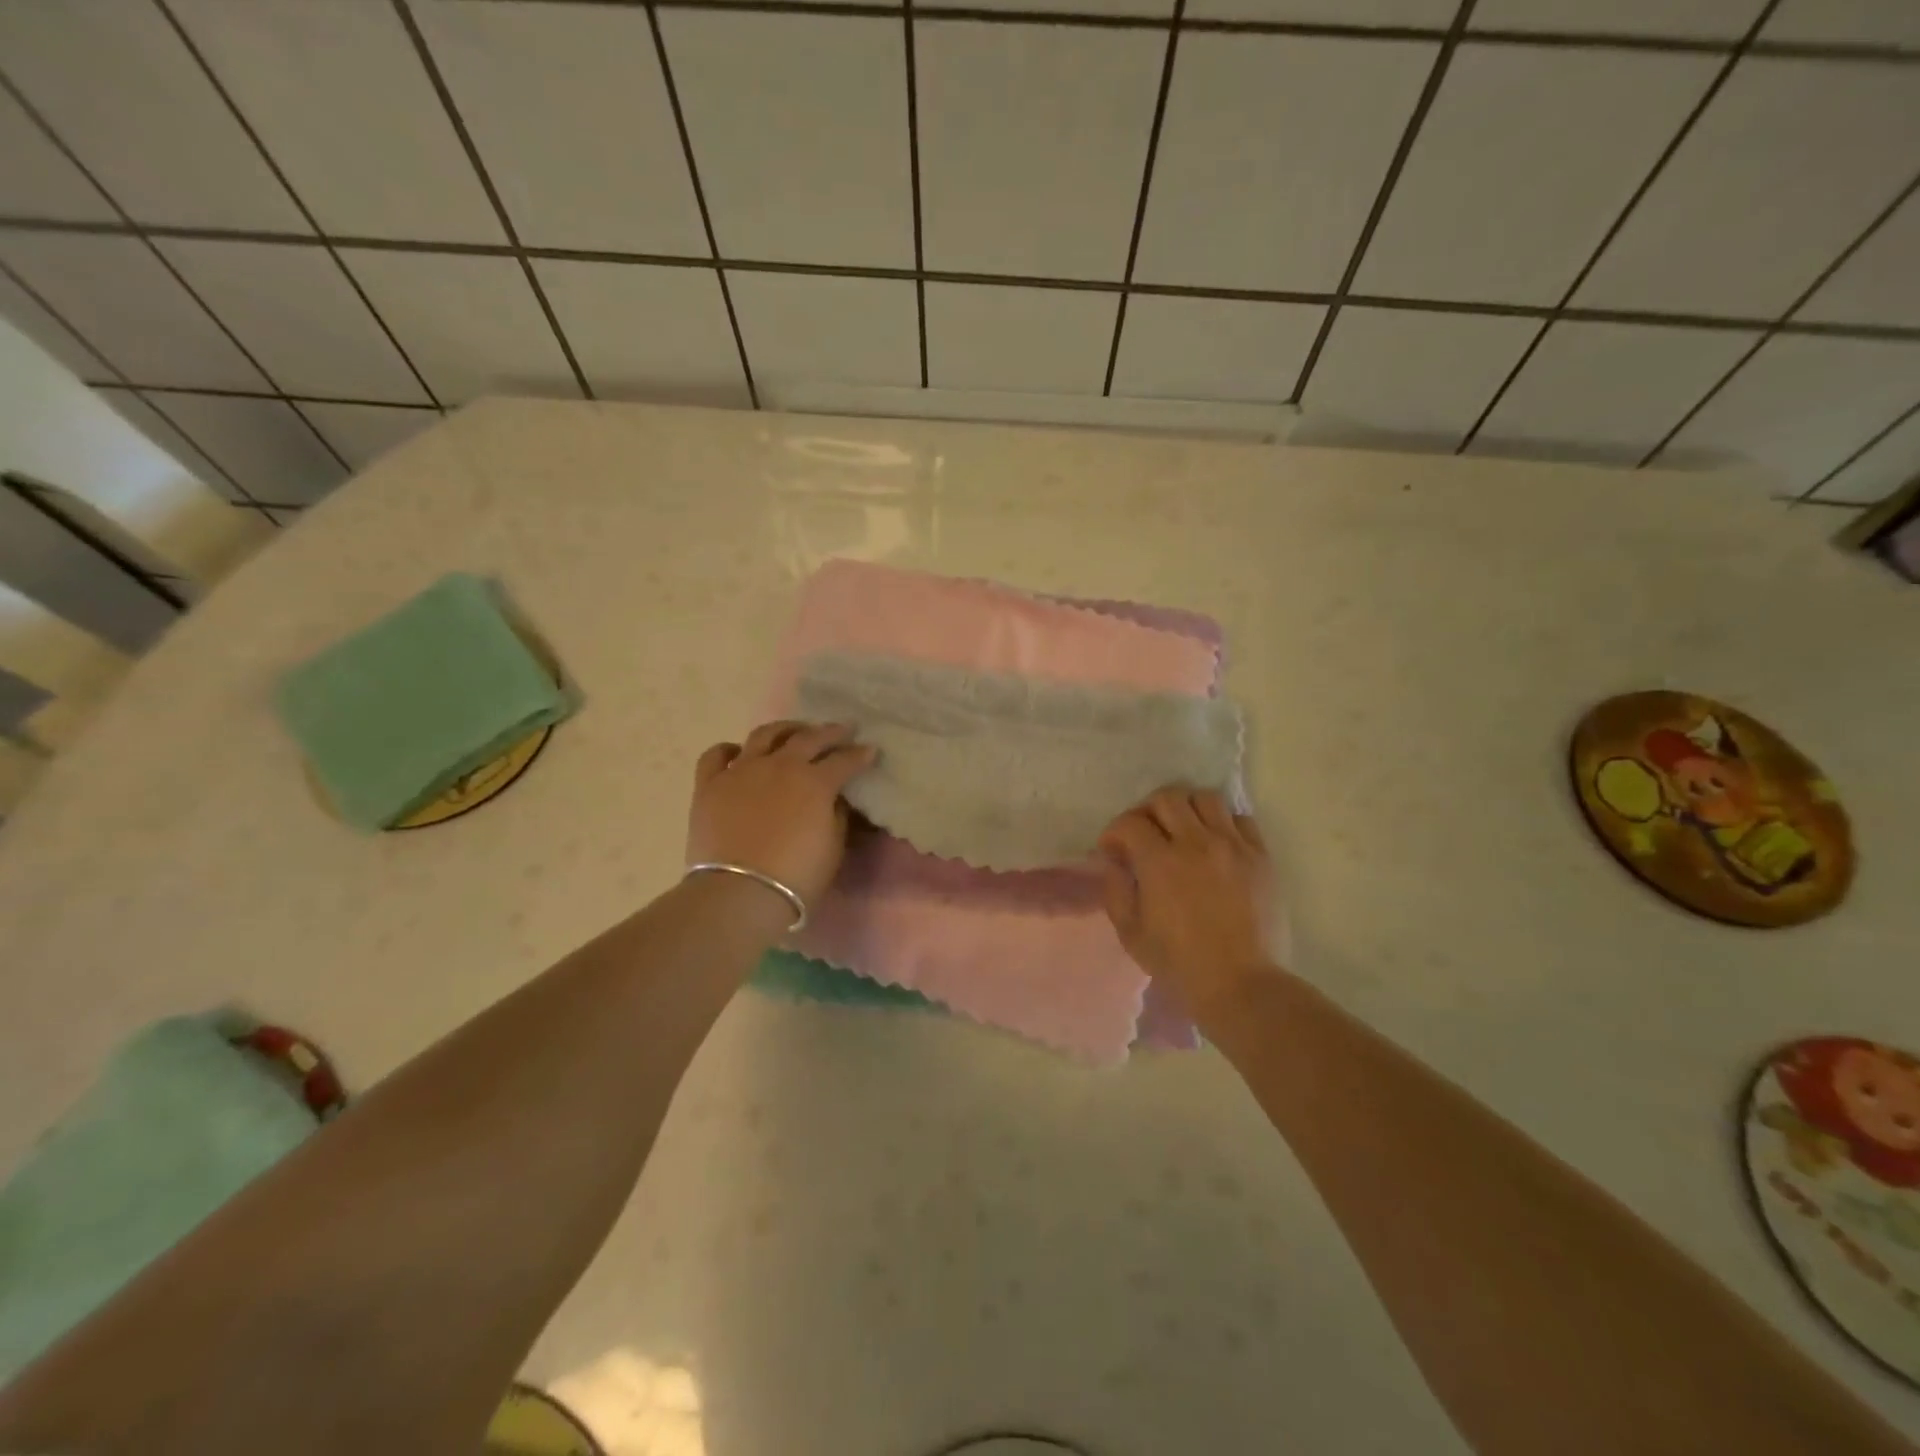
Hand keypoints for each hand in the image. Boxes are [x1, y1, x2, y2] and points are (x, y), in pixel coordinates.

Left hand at [685, 721, 876, 910]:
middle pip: (809, 738)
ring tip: (794, 732)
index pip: (844, 760)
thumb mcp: (833, 847)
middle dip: (830, 732)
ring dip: (785, 729)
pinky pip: (716, 755)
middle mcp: (780, 765)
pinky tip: (739, 753)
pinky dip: (730, 750)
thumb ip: (837, 815)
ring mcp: (742, 770)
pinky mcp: (710, 784)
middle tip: (843, 730)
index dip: (860, 755)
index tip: (870, 750)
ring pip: (765, 735)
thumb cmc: (796, 876)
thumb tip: (834, 799)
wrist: (739, 893)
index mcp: (815, 781)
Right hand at [1098, 788, 1283, 1014]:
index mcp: (1160, 863)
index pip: (1130, 822)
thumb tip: (1113, 862)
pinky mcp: (1261, 857)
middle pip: (1167, 797)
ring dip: (1187, 809)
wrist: (1243, 987)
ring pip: (1205, 798)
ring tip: (1183, 831)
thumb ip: (1116, 890)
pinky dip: (1223, 823)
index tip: (1112, 850)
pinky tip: (1216, 844)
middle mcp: (1196, 843)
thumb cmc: (1180, 966)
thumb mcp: (1131, 934)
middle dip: (1147, 811)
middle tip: (1145, 834)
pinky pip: (1241, 819)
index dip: (1114, 832)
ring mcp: (1233, 847)